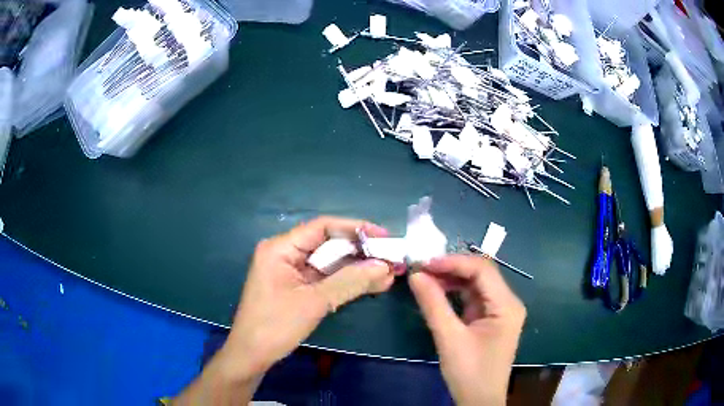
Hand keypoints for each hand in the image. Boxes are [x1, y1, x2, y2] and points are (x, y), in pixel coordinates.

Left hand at [224, 217, 393, 377]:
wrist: (252, 355)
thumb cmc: (275, 326)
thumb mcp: (314, 302)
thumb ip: (349, 281)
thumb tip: (384, 266)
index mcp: (281, 248)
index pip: (322, 227)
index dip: (355, 229)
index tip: (382, 236)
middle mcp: (285, 253)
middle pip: (328, 244)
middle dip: (360, 252)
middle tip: (390, 258)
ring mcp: (291, 271)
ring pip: (329, 263)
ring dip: (357, 269)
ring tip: (388, 273)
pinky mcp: (297, 287)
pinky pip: (325, 278)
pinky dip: (346, 282)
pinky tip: (371, 284)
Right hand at [409, 255, 525, 405]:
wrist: (479, 401)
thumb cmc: (469, 372)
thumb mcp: (449, 338)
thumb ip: (433, 305)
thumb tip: (416, 275)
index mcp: (507, 305)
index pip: (482, 270)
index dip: (454, 262)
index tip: (425, 263)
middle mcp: (508, 303)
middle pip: (481, 274)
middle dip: (452, 268)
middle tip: (422, 269)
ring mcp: (500, 311)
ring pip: (476, 285)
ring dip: (452, 279)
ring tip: (426, 278)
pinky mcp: (490, 320)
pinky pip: (473, 298)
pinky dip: (455, 293)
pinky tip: (438, 291)